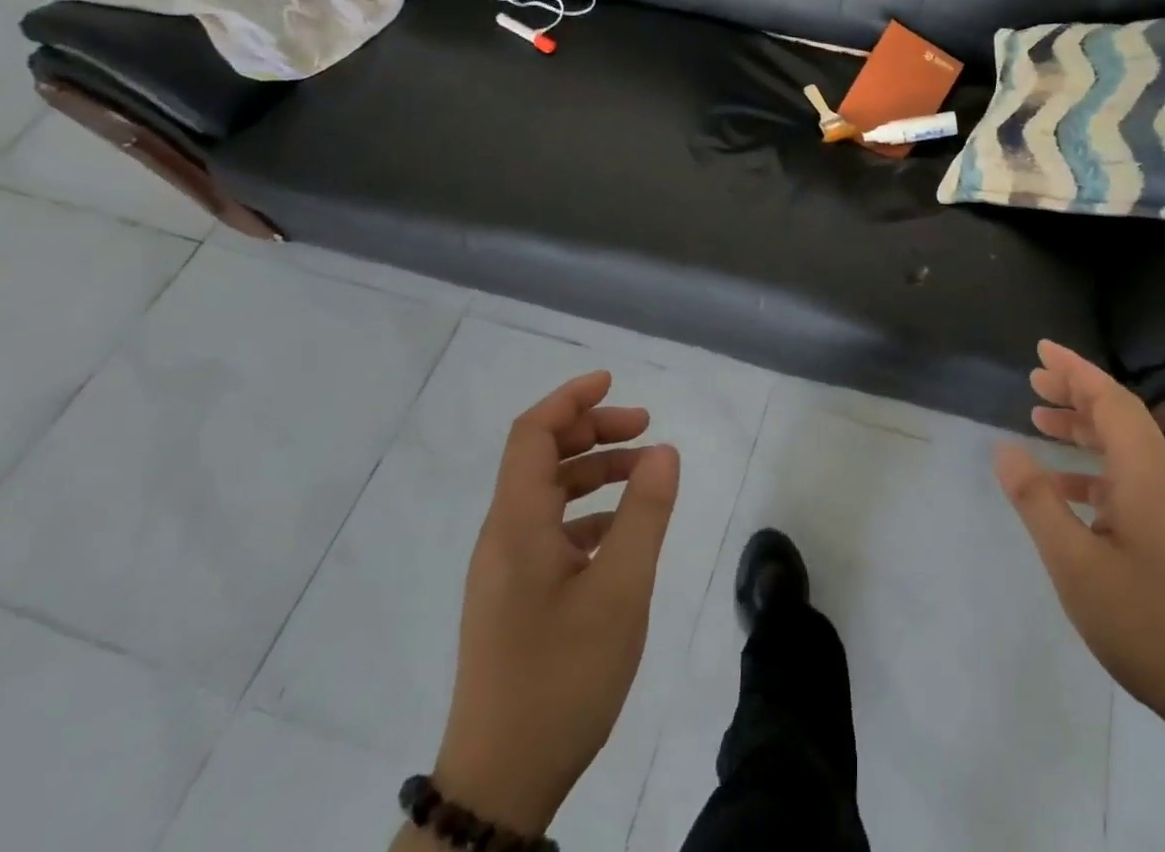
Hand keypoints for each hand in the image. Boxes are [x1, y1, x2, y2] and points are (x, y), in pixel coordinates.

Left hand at [429, 370, 679, 836]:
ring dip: (595, 472)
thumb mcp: (620, 591)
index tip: (614, 381)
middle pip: (541, 458)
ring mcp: (505, 571)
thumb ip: (645, 514)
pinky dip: (589, 514)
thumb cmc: (561, 678)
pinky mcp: (514, 600)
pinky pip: (550, 532)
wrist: (500, 784)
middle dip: (593, 431)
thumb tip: (664, 451)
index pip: (531, 434)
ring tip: (647, 476)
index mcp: (517, 525)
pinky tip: (624, 533)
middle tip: (646, 427)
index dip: (570, 399)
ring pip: (548, 495)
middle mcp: (503, 538)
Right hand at [994, 341, 1164, 728]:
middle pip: (1118, 414)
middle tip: (1034, 379)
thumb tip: (1004, 450)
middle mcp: (1162, 475)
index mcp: (1144, 472)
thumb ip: (1037, 500)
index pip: (1109, 399)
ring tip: (1040, 417)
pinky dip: (1092, 466)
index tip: (1041, 349)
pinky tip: (1061, 484)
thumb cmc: (1141, 620)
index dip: (1075, 369)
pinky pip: (1127, 475)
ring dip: (1083, 426)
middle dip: (1076, 391)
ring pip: (1123, 444)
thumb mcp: (1073, 561)